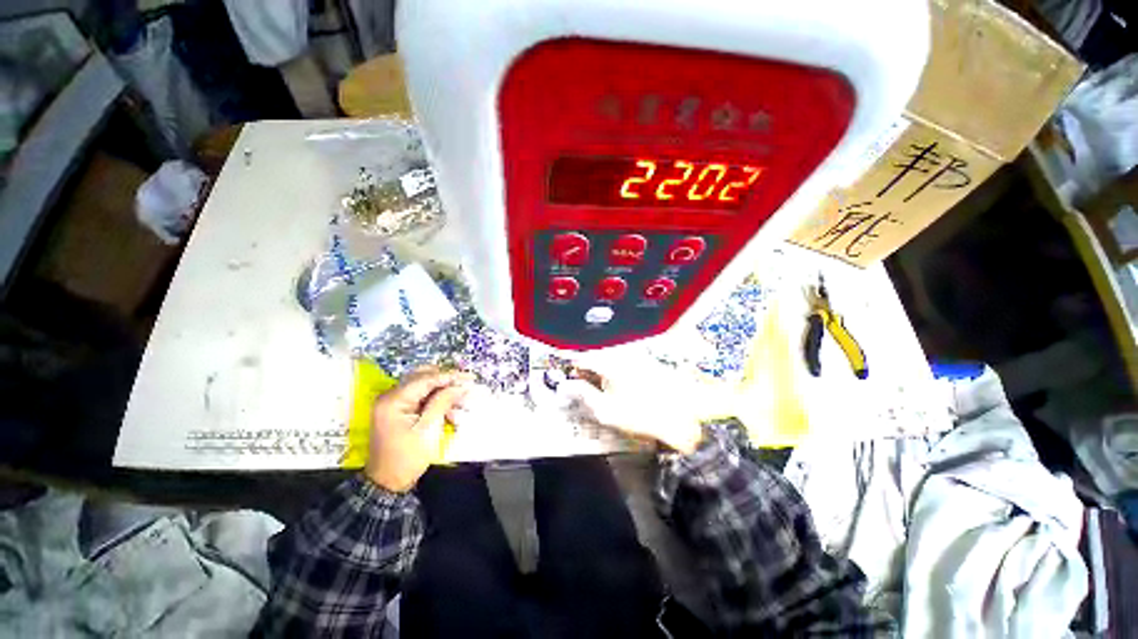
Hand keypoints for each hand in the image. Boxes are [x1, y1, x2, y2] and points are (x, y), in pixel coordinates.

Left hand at [365, 367, 473, 491]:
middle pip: (423, 377)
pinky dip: (436, 400)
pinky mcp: (399, 410)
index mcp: (393, 400)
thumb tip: (460, 386)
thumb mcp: (429, 429)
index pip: (426, 379)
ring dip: (443, 391)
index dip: (450, 377)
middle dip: (447, 381)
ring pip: (424, 386)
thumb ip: (443, 402)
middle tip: (466, 385)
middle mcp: (390, 396)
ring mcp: (393, 403)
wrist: (388, 483)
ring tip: (461, 401)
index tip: (470, 378)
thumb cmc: (408, 457)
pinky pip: (421, 397)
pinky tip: (450, 411)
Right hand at [558, 364, 705, 454]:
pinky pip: (622, 358)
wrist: (681, 416)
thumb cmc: (641, 415)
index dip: (570, 359)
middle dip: (584, 360)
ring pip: (609, 354)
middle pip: (596, 352)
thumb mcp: (607, 411)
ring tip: (593, 375)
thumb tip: (568, 386)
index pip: (584, 356)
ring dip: (598, 362)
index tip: (562, 362)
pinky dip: (612, 364)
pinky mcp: (646, 360)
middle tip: (576, 372)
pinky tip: (614, 377)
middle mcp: (622, 354)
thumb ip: (585, 395)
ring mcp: (636, 355)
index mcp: (610, 363)